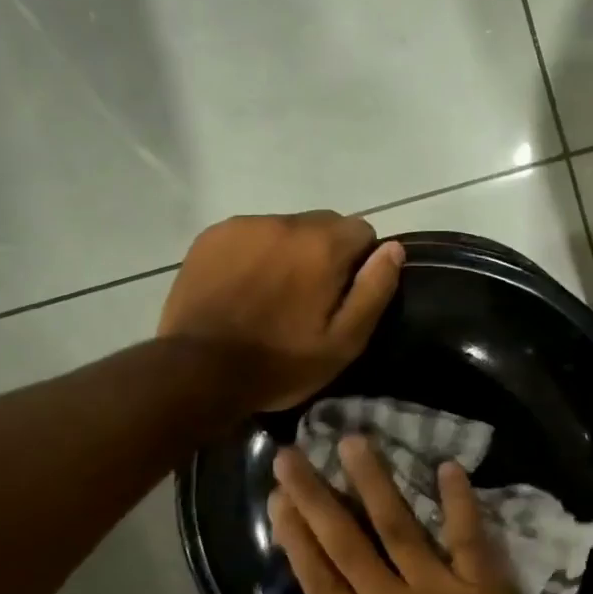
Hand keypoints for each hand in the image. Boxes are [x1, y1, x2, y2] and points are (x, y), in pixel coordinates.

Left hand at [158, 211, 402, 410]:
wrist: (198, 370)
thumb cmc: (281, 363)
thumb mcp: (343, 342)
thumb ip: (374, 290)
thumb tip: (393, 248)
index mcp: (323, 246)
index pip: (362, 230)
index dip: (360, 262)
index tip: (343, 294)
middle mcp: (285, 223)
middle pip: (323, 224)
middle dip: (326, 252)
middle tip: (309, 297)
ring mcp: (244, 226)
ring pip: (285, 228)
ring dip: (289, 251)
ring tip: (272, 293)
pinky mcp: (213, 236)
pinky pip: (250, 233)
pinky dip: (256, 252)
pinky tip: (243, 286)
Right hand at [268, 437, 568, 593]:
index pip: (319, 581)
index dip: (294, 538)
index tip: (278, 500)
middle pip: (345, 543)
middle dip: (315, 496)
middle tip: (290, 455)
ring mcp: (438, 588)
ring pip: (397, 527)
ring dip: (373, 482)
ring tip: (352, 442)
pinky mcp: (480, 582)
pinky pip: (467, 534)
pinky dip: (459, 501)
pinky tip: (449, 466)